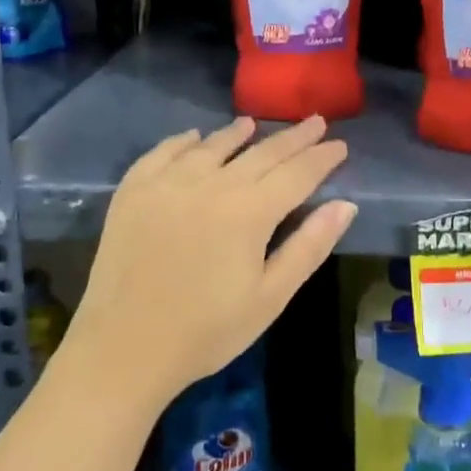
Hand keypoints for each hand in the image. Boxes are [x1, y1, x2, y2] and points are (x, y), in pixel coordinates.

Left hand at [63, 117, 355, 411]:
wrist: (124, 348)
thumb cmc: (207, 331)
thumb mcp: (270, 297)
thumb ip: (309, 247)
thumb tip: (346, 205)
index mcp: (249, 211)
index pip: (296, 173)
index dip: (321, 158)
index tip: (340, 144)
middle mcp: (211, 184)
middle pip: (260, 152)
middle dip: (292, 138)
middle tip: (315, 122)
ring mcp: (168, 183)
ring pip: (212, 146)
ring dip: (237, 133)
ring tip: (253, 124)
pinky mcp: (133, 191)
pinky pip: (163, 152)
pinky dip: (183, 141)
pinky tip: (194, 137)